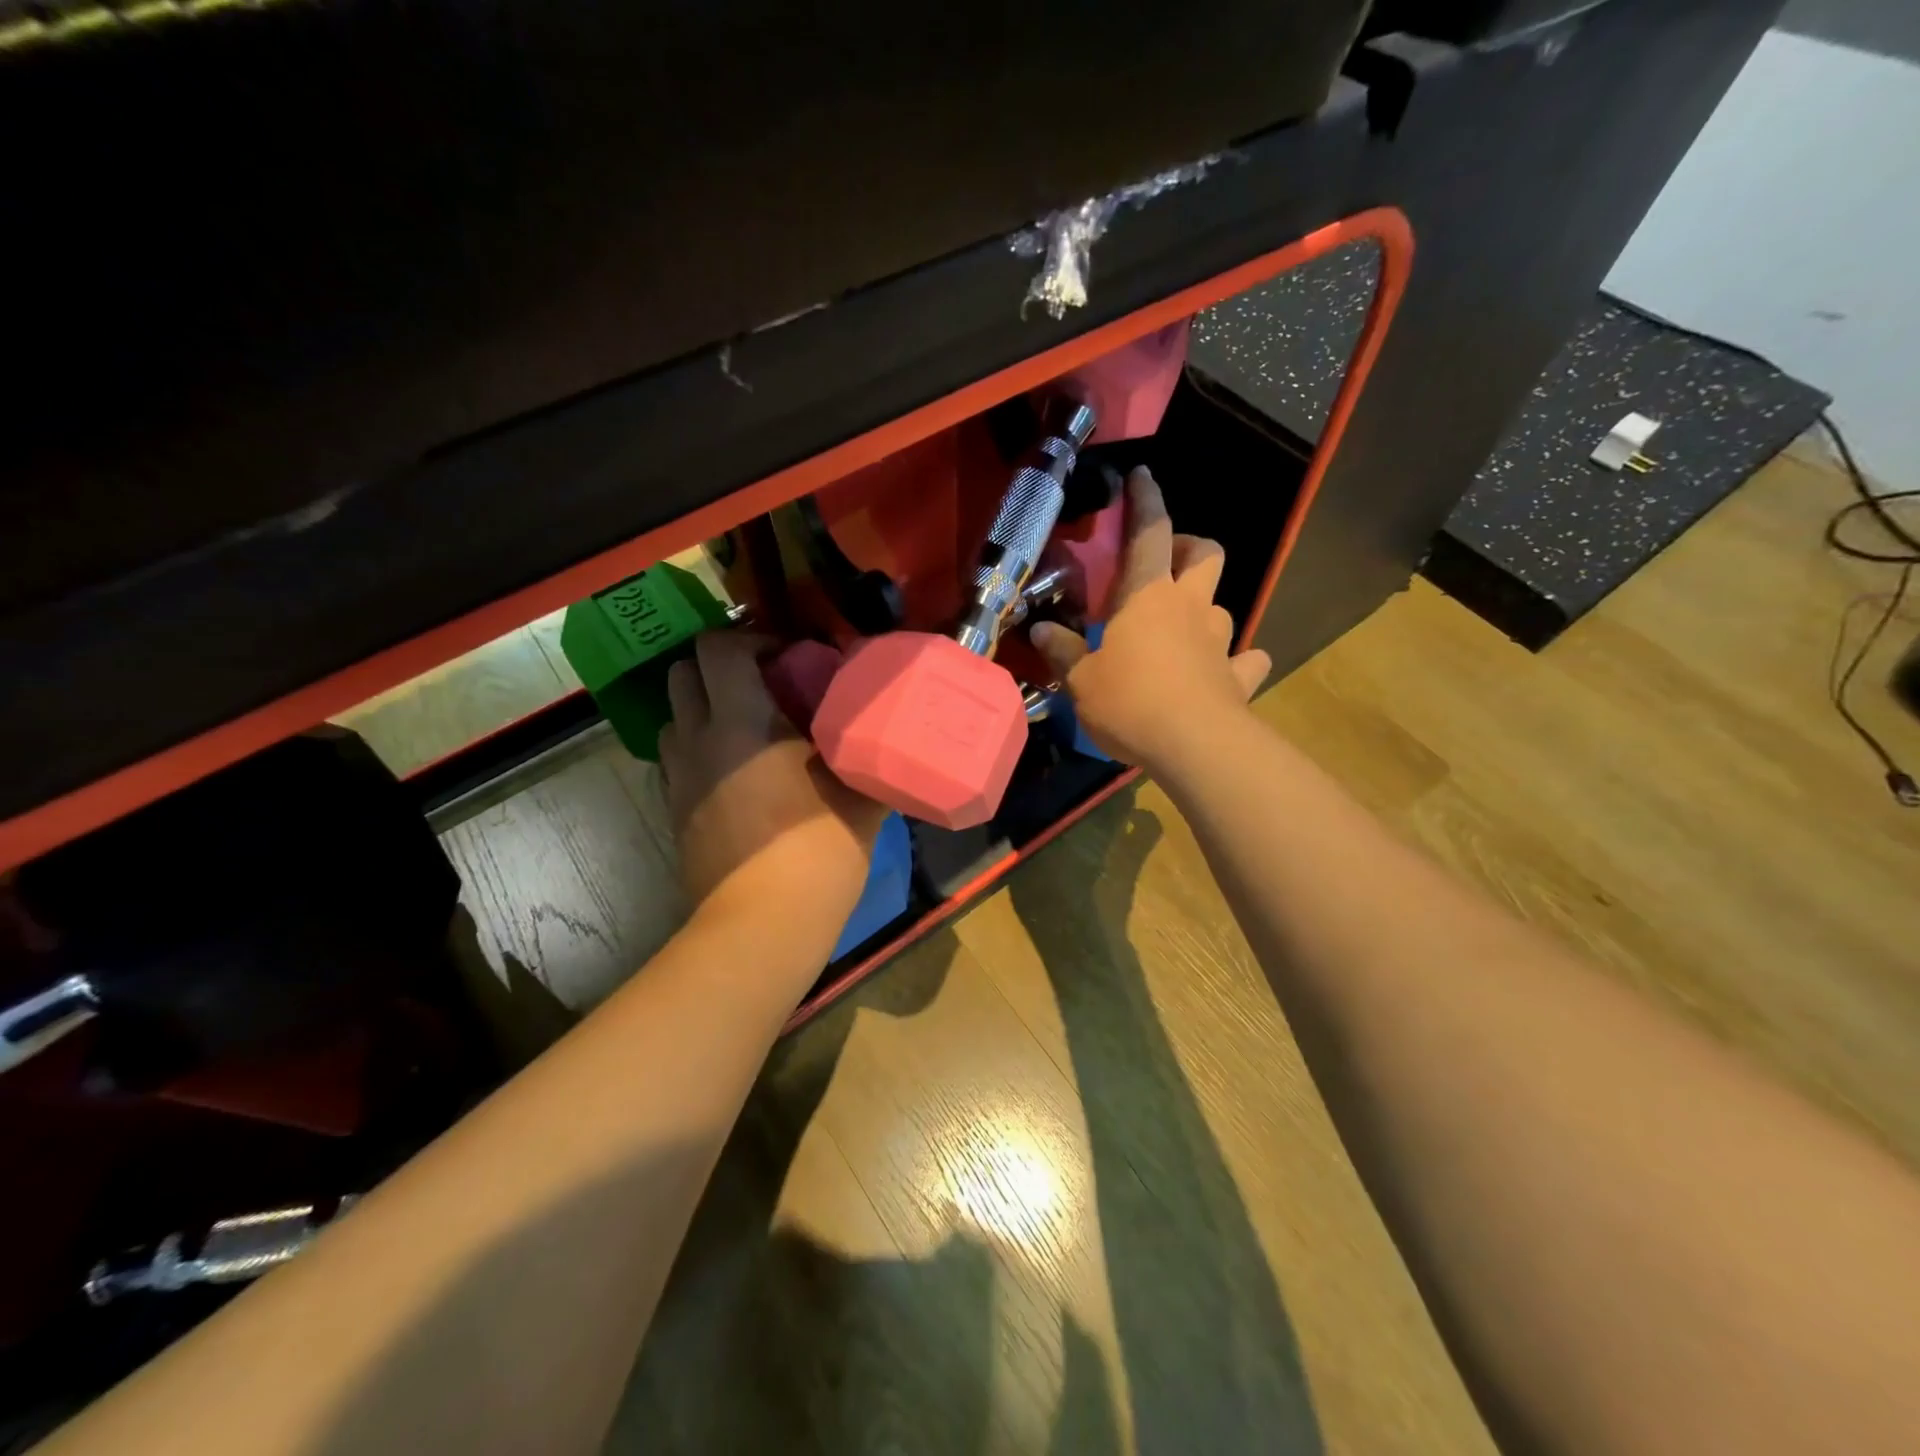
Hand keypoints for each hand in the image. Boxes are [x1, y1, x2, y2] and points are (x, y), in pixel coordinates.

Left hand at [659, 632, 887, 930]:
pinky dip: (699, 748)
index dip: (753, 640)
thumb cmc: (818, 850)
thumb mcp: (861, 795)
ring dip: (705, 707)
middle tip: (766, 685)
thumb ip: (870, 752)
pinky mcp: (673, 811)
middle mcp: (698, 739)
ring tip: (748, 727)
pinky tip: (736, 773)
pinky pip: (677, 758)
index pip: (720, 648)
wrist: (762, 925)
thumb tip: (889, 732)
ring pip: (675, 716)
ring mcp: (679, 777)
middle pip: (684, 672)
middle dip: (720, 666)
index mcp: (741, 722)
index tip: (792, 658)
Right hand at [1030, 466, 1270, 770]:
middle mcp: (1190, 608)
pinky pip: (1244, 661)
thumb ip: (1063, 651)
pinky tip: (1224, 672)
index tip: (1142, 476)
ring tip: (1181, 629)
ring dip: (1204, 609)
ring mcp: (1219, 642)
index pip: (1150, 533)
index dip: (1145, 501)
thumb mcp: (1081, 680)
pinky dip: (1236, 662)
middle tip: (1165, 564)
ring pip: (1222, 607)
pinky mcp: (1237, 678)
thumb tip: (1040, 629)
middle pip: (1206, 555)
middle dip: (1190, 547)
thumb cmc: (1130, 701)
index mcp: (1148, 596)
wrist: (1194, 746)